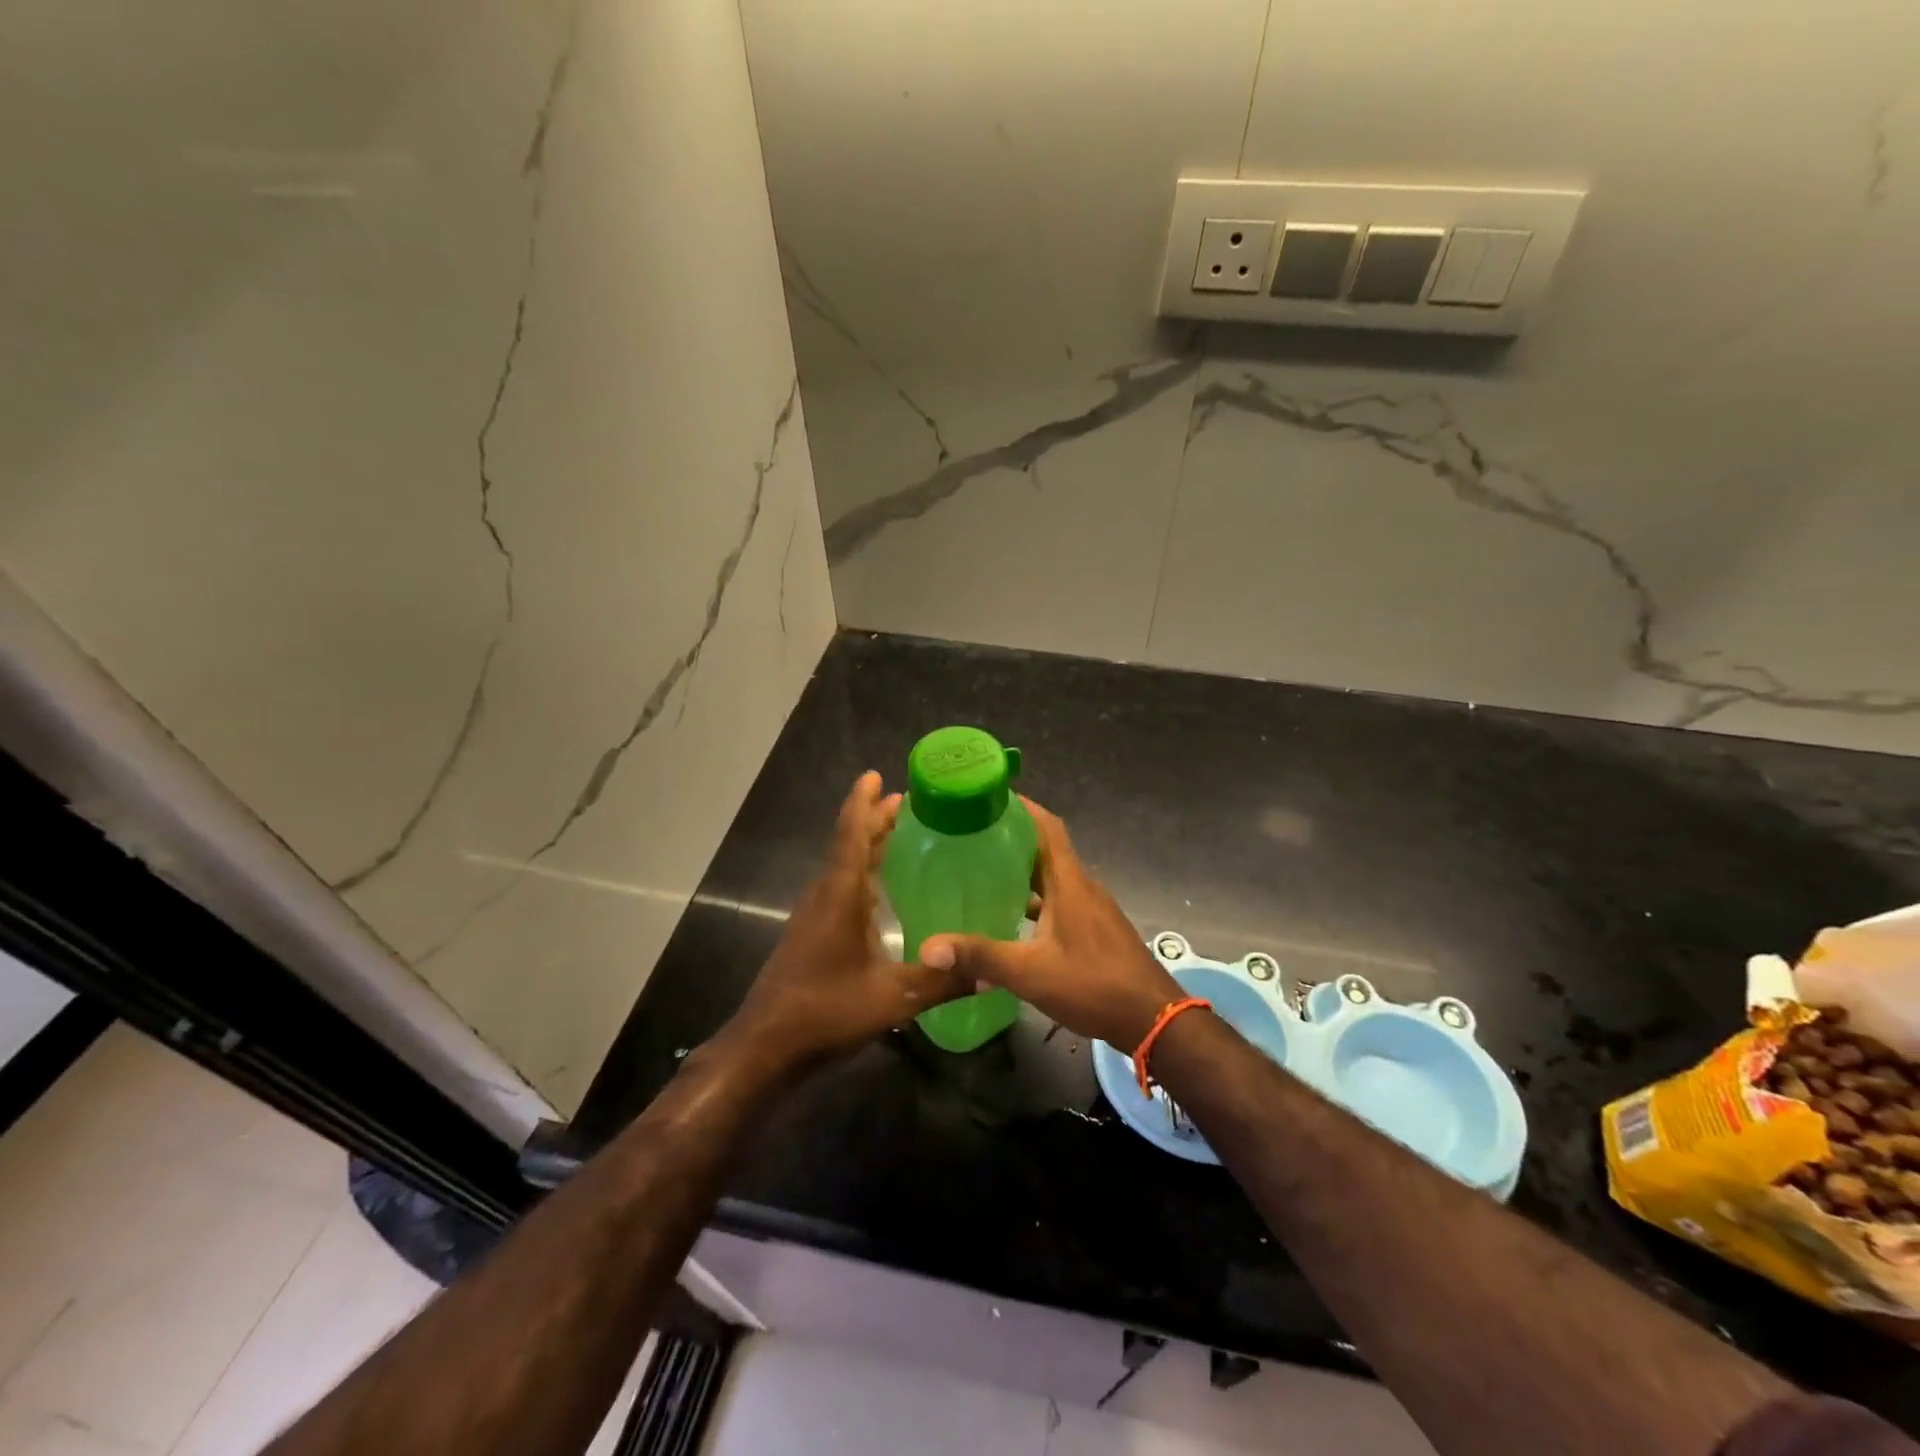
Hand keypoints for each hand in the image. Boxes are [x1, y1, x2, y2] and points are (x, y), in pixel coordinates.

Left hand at [723, 771, 965, 1070]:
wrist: (766, 1045)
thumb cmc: (826, 1011)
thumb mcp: (892, 999)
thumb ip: (941, 982)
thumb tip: (989, 973)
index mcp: (840, 896)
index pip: (852, 835)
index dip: (863, 803)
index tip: (876, 776)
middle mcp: (824, 895)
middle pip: (848, 844)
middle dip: (873, 819)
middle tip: (905, 802)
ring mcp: (813, 915)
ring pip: (842, 866)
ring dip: (866, 845)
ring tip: (897, 834)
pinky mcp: (811, 933)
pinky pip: (839, 886)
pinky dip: (861, 871)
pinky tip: (880, 890)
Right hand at [921, 798, 1183, 1048]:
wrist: (1152, 1019)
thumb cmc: (1094, 985)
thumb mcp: (1030, 972)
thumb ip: (981, 957)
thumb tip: (929, 947)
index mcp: (1069, 882)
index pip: (1047, 827)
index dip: (1022, 807)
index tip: (989, 797)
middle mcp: (1081, 887)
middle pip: (1046, 848)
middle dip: (1012, 837)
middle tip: (970, 835)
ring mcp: (1090, 909)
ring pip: (1052, 876)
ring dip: (1022, 869)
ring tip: (982, 870)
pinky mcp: (1093, 929)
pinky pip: (1058, 899)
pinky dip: (1034, 898)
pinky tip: (1010, 916)